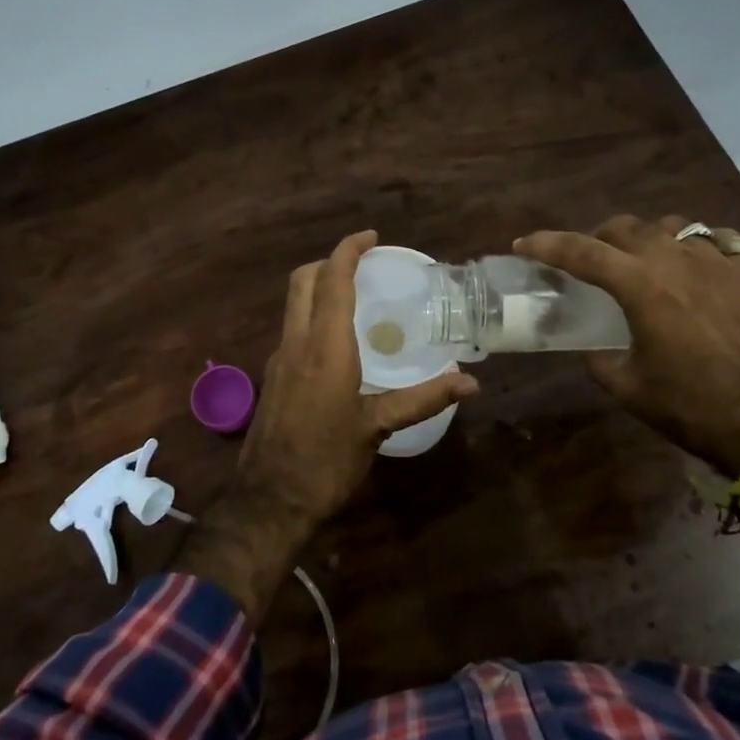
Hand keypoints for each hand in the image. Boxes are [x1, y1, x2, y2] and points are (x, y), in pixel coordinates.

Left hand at [177, 231, 477, 622]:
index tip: (371, 237)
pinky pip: (292, 329)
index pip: (332, 280)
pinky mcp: (272, 378)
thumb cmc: (326, 461)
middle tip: (362, 264)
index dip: (349, 251)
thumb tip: (471, 383)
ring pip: (293, 304)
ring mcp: (279, 360)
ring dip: (318, 288)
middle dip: (329, 262)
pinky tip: (336, 343)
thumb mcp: (377, 428)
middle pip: (302, 281)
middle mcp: (296, 343)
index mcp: (325, 347)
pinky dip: (311, 316)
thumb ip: (422, 399)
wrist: (268, 501)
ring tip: (354, 297)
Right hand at [516, 215, 739, 475]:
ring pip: (672, 226)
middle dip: (597, 238)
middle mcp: (677, 260)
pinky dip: (697, 245)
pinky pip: (718, 240)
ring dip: (646, 237)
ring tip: (643, 259)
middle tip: (588, 260)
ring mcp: (719, 261)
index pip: (581, 252)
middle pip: (625, 228)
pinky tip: (696, 263)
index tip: (524, 245)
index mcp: (641, 287)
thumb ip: (600, 360)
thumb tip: (592, 347)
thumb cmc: (693, 408)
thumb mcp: (629, 389)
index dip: (547, 245)